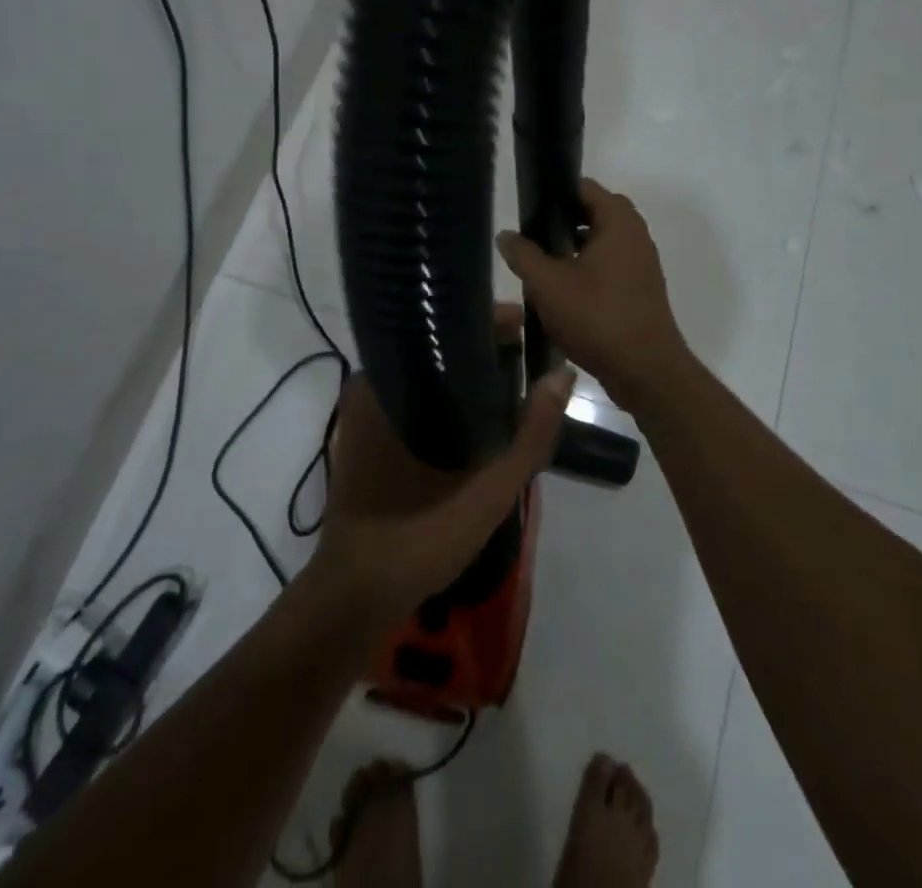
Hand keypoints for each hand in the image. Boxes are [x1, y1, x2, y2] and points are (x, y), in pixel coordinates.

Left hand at [310, 306, 569, 626]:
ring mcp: (367, 411)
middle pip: (438, 347)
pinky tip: (486, 413)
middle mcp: (372, 386)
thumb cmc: (418, 538)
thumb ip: (532, 433)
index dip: (492, 323)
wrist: (357, 598)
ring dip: (471, 376)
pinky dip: (452, 398)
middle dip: (486, 349)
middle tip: (531, 356)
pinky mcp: (371, 434)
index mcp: (387, 384)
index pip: (443, 327)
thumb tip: (564, 374)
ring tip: (517, 377)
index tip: (532, 327)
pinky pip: (419, 397)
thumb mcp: (489, 488)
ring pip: (430, 374)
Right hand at [496, 178, 690, 405]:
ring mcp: (641, 264)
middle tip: (532, 237)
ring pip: (601, 242)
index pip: (585, 187)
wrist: (646, 371)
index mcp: (619, 222)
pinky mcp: (640, 290)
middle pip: (593, 214)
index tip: (528, 208)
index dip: (555, 192)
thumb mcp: (548, 284)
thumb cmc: (597, 317)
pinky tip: (562, 292)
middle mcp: (636, 236)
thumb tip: (506, 235)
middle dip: (562, 222)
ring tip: (541, 265)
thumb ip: (524, 255)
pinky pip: (610, 266)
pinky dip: (587, 269)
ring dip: (573, 248)